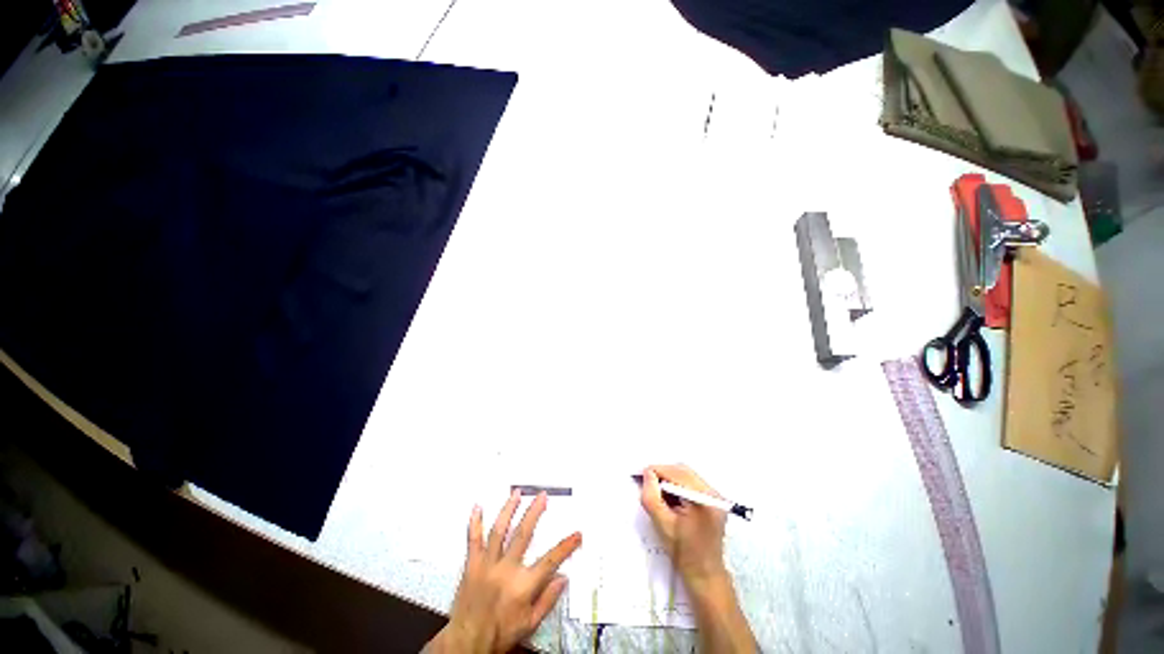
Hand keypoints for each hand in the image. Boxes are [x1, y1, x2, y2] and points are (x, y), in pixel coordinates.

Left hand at [427, 490, 581, 653]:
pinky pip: (473, 540)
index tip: (577, 534)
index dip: (566, 546)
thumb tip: (563, 578)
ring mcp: (487, 564)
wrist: (467, 642)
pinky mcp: (471, 565)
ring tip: (516, 493)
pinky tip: (477, 507)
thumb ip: (547, 600)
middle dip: (534, 512)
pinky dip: (475, 523)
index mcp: (523, 585)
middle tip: (542, 496)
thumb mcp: (529, 624)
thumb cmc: (500, 634)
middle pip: (523, 534)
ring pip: (499, 531)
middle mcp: (506, 570)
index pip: (550, 561)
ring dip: (509, 509)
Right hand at [639, 464, 727, 587]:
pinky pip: (692, 482)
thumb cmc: (683, 552)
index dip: (656, 471)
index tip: (640, 476)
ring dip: (669, 478)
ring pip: (686, 474)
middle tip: (647, 482)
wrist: (705, 574)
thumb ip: (651, 495)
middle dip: (662, 473)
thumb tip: (648, 473)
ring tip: (658, 491)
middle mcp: (713, 492)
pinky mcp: (713, 499)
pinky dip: (677, 484)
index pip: (675, 473)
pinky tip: (670, 496)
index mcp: (703, 499)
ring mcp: (715, 495)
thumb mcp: (661, 524)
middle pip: (682, 470)